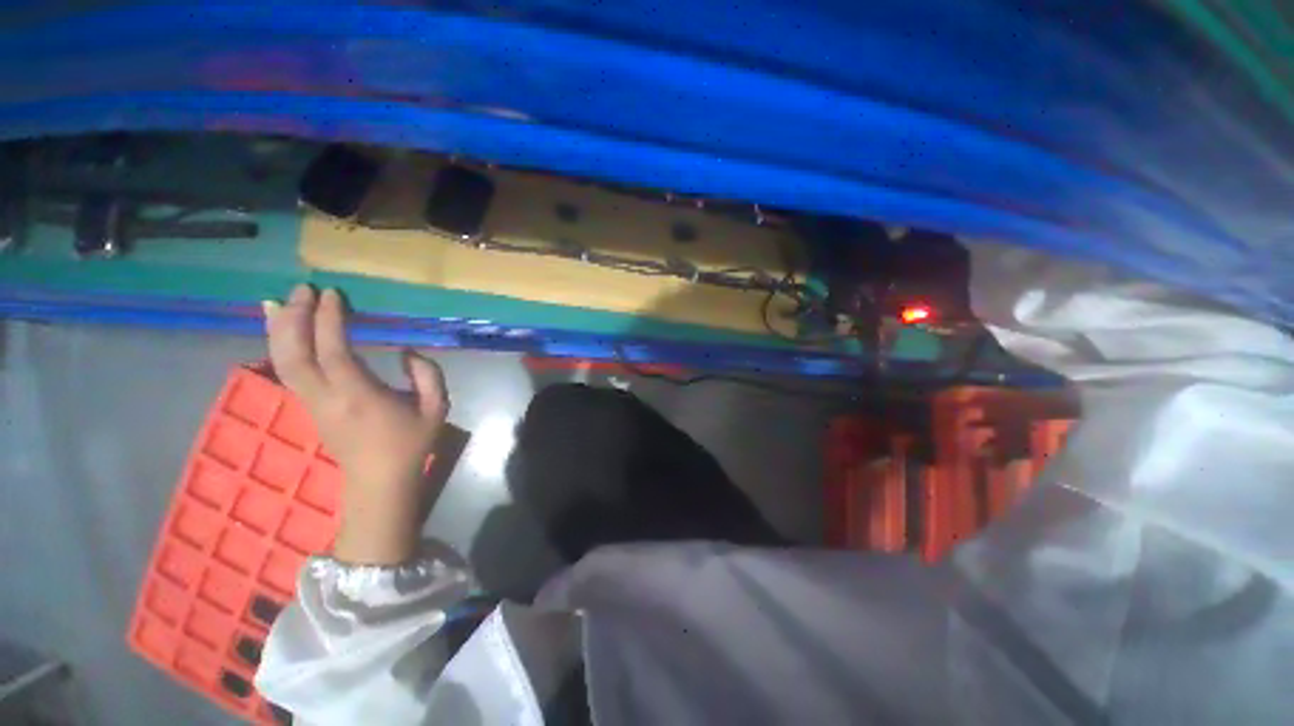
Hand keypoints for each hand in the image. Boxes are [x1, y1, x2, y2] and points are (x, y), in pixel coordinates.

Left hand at [264, 284, 449, 564]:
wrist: (379, 482)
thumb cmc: (411, 444)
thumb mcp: (436, 408)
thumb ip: (428, 375)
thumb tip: (406, 351)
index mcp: (360, 397)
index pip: (334, 352)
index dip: (328, 321)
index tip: (333, 294)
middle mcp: (327, 398)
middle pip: (294, 354)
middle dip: (294, 318)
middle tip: (303, 289)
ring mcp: (311, 404)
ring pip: (282, 362)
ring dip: (279, 329)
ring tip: (279, 301)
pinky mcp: (308, 408)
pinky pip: (287, 371)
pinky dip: (279, 346)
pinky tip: (280, 330)